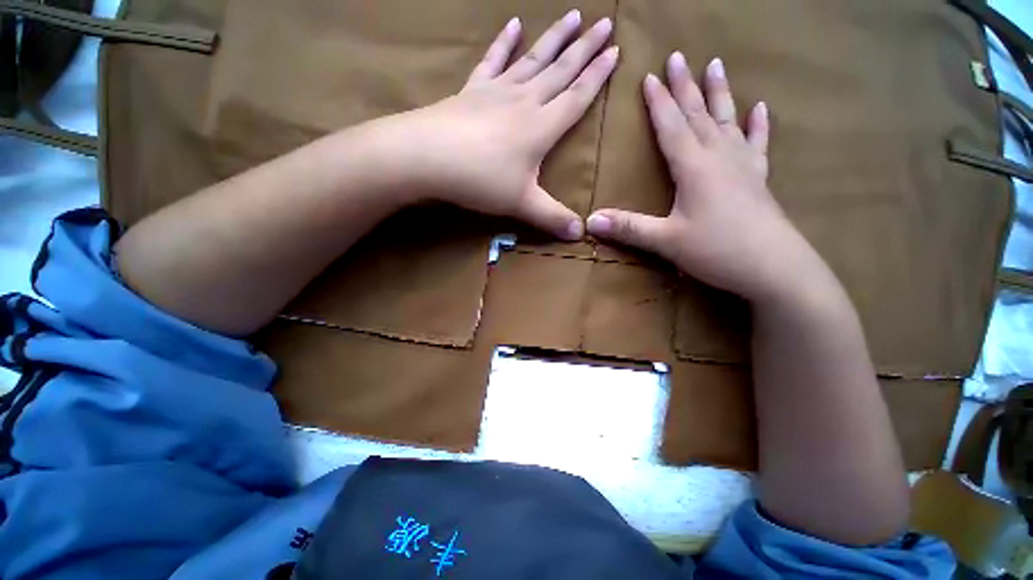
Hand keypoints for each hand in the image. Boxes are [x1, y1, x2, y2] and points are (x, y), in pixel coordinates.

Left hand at [375, 11, 617, 240]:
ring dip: (554, 38)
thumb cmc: (480, 180)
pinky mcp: (473, 90)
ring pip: (532, 59)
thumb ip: (552, 218)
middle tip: (605, 22)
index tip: (616, 51)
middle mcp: (524, 101)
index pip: (577, 97)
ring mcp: (497, 91)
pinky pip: (492, 60)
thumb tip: (581, 235)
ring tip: (572, 14)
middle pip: (560, 70)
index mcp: (541, 127)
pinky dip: (503, 42)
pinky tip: (513, 24)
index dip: (598, 76)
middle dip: (585, 47)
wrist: (427, 158)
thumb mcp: (522, 204)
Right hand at [586, 53, 824, 302]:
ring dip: (719, 94)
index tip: (649, 76)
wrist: (774, 268)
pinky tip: (760, 108)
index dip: (659, 103)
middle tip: (678, 56)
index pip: (671, 127)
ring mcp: (742, 166)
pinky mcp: (758, 180)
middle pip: (698, 115)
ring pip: (727, 121)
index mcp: (694, 167)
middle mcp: (719, 157)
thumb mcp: (666, 242)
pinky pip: (758, 145)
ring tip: (716, 65)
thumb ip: (628, 228)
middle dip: (685, 86)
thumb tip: (590, 221)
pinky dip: (758, 125)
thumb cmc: (717, 251)